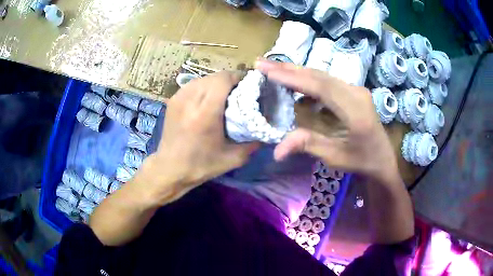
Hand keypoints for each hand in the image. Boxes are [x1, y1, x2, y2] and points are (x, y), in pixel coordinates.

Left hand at [136, 72, 258, 203]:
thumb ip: (253, 142)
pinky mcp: (173, 100)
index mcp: (205, 113)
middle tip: (239, 93)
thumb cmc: (201, 165)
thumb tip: (267, 129)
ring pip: (204, 78)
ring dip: (217, 83)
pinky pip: (193, 85)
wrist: (169, 169)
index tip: (248, 87)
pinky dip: (204, 87)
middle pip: (215, 76)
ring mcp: (179, 98)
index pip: (223, 79)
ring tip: (224, 95)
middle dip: (230, 80)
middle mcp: (190, 100)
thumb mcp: (233, 158)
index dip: (238, 78)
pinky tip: (207, 100)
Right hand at [256, 59, 398, 182]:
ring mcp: (356, 89)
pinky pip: (327, 81)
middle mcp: (357, 93)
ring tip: (273, 68)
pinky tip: (294, 80)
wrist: (383, 158)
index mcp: (356, 111)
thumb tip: (275, 151)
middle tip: (262, 63)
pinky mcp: (353, 91)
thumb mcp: (335, 158)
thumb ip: (307, 145)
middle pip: (320, 75)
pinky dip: (307, 79)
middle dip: (289, 68)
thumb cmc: (362, 161)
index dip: (293, 78)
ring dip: (296, 71)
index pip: (321, 87)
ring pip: (322, 75)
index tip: (268, 71)